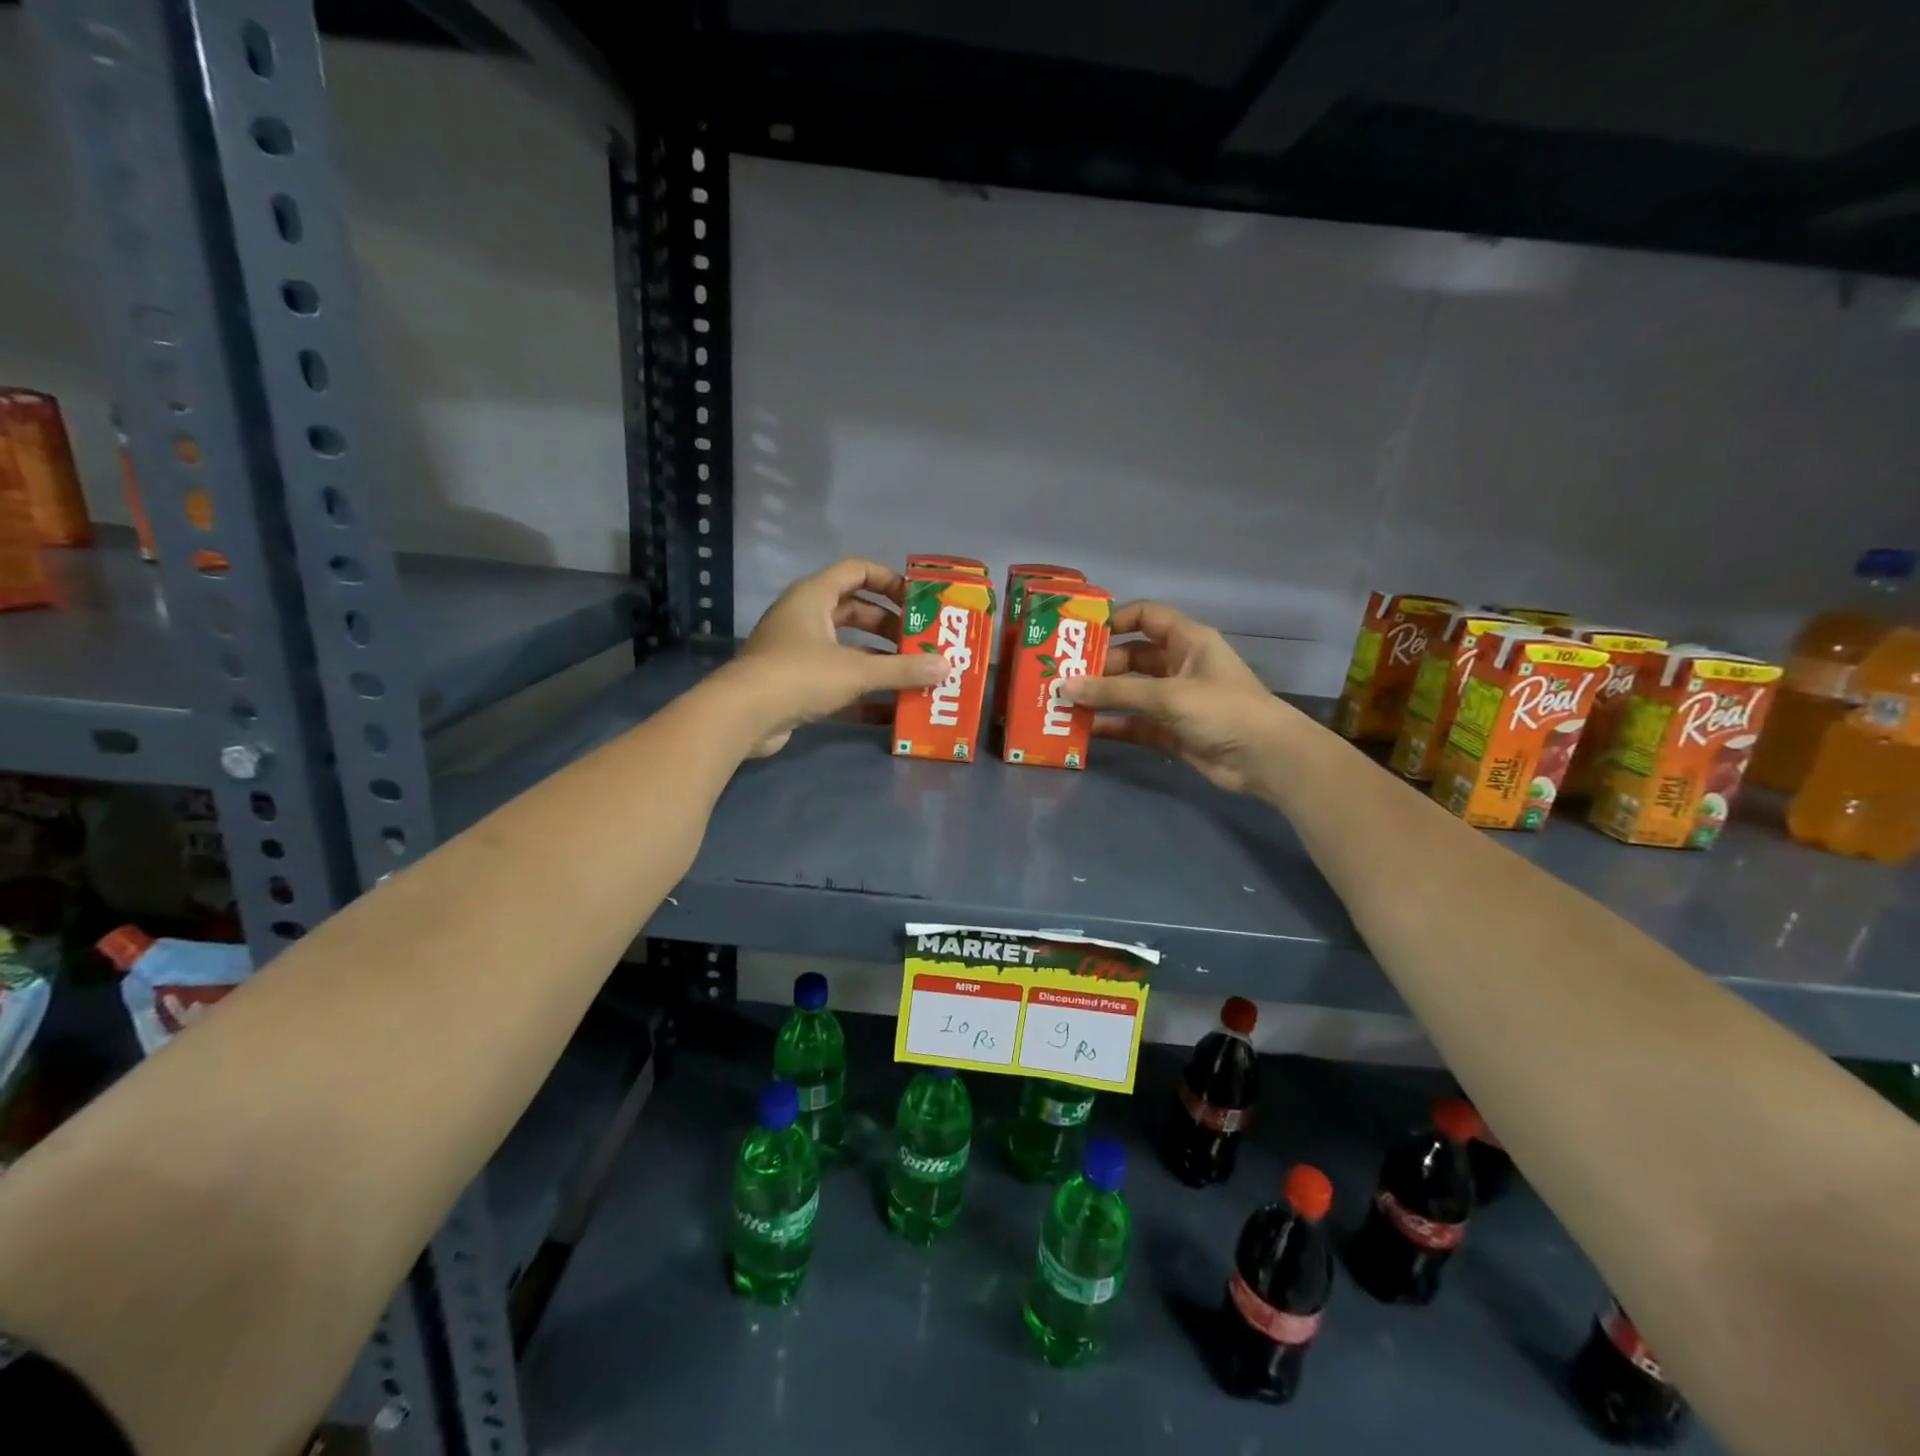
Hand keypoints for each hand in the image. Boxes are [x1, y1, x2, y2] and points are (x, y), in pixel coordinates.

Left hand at [726, 558, 946, 756]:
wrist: (743, 717)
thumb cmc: (800, 675)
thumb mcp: (857, 670)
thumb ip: (902, 669)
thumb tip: (946, 666)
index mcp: (815, 596)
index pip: (857, 571)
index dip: (889, 580)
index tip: (918, 601)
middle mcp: (805, 618)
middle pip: (855, 612)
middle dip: (890, 628)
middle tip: (921, 642)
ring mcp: (798, 652)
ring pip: (847, 649)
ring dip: (879, 662)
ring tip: (914, 675)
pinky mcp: (795, 684)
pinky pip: (837, 682)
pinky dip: (862, 693)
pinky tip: (891, 712)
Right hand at [1063, 601, 1295, 796]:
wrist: (1265, 759)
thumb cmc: (1222, 710)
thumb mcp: (1168, 695)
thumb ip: (1116, 693)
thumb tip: (1065, 686)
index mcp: (1187, 641)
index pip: (1145, 616)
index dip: (1114, 620)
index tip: (1080, 634)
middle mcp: (1178, 665)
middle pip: (1131, 657)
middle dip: (1098, 665)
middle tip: (1063, 676)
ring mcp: (1174, 700)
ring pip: (1129, 692)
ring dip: (1101, 697)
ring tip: (1064, 702)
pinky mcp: (1170, 731)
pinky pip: (1133, 723)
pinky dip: (1112, 726)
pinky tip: (1084, 731)